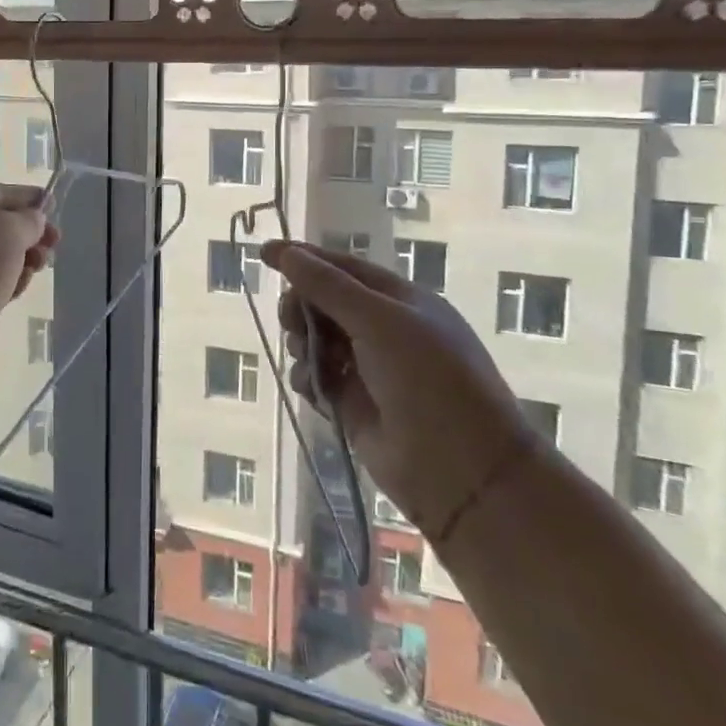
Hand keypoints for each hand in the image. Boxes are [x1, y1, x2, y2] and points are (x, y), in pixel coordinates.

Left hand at [0, 182, 58, 347]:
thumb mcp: (9, 230)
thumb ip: (29, 220)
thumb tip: (32, 220)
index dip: (26, 198)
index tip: (54, 205)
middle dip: (26, 234)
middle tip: (54, 245)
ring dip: (19, 260)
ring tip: (39, 268)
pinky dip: (3, 284)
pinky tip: (18, 289)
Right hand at [264, 241, 539, 538]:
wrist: (462, 471)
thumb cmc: (429, 381)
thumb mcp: (380, 322)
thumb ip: (329, 287)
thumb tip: (288, 253)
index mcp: (401, 301)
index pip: (344, 268)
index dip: (304, 258)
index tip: (263, 255)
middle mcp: (384, 330)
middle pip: (324, 302)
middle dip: (301, 306)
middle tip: (292, 321)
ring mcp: (368, 368)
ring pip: (315, 339)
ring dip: (302, 342)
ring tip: (307, 357)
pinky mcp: (353, 404)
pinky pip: (316, 377)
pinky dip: (306, 377)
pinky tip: (310, 386)